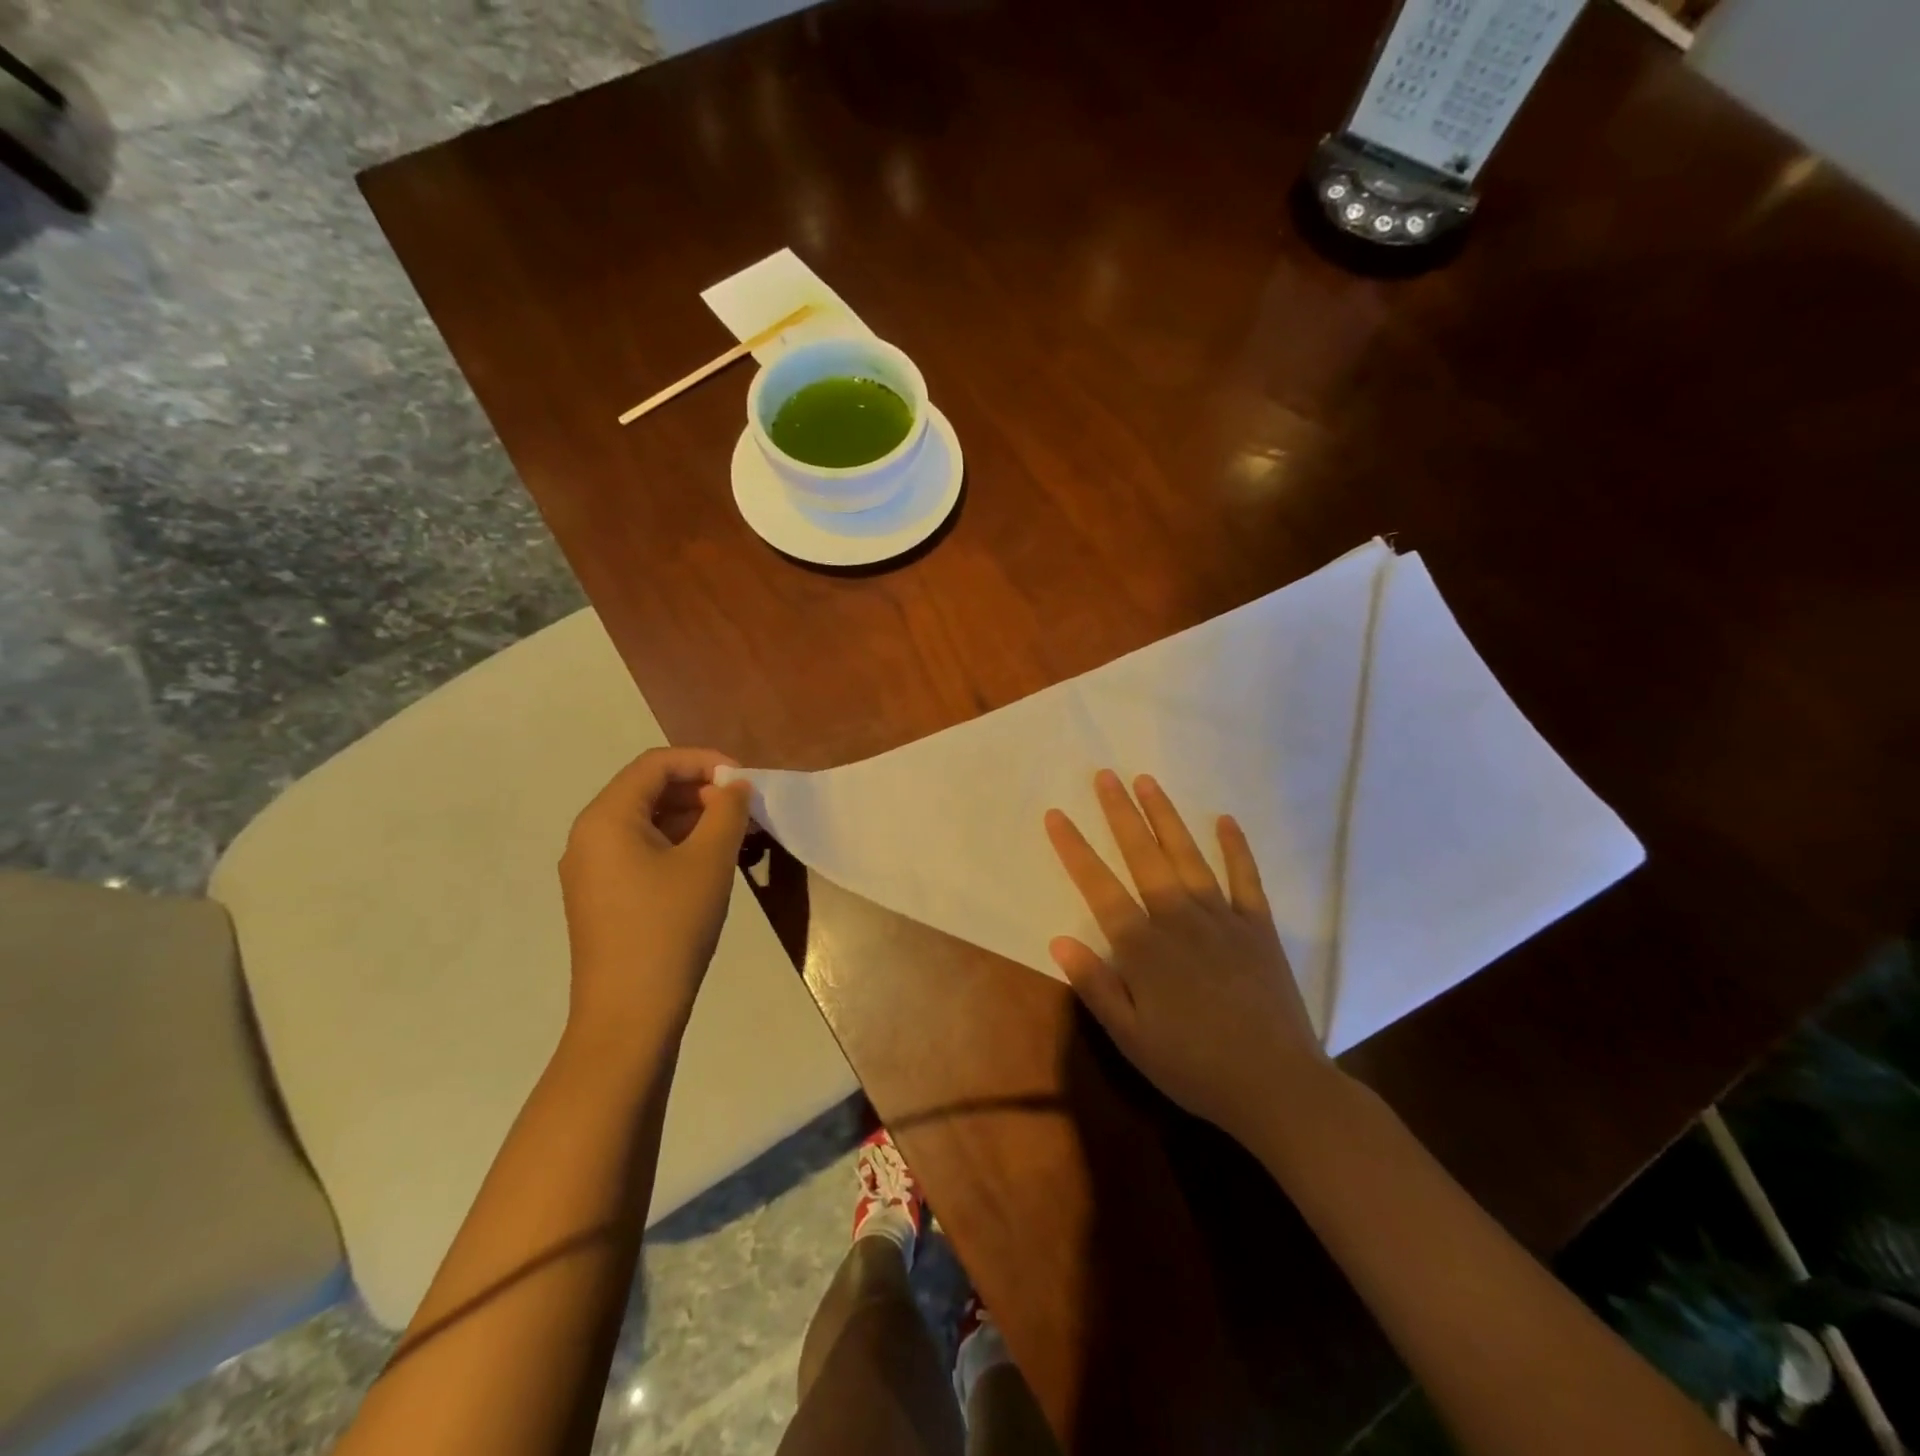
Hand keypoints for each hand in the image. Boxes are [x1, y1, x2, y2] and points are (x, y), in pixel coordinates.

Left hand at [559, 747, 753, 1046]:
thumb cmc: (669, 927)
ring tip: (735, 834)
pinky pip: (640, 851)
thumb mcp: (709, 862)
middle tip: (744, 809)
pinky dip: (677, 844)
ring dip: (692, 818)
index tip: (744, 779)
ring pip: (646, 822)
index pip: (655, 764)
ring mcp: (591, 869)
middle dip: (700, 790)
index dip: (704, 761)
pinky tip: (710, 862)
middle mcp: (589, 836)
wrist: (629, 1014)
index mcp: (606, 818)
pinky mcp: (601, 896)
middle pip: (647, 790)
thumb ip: (727, 811)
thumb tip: (736, 786)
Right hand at [1045, 770, 1329, 1144]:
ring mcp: (1222, 918)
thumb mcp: (1131, 1038)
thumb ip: (1095, 986)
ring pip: (1187, 855)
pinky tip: (1224, 820)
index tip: (1056, 815)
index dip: (1075, 849)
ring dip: (1165, 817)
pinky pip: (1245, 878)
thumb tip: (1058, 941)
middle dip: (1120, 814)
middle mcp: (1178, 919)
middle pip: (1142, 856)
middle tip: (1105, 776)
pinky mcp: (1258, 926)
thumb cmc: (1194, 1067)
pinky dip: (1236, 847)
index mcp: (1143, 947)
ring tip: (1147, 782)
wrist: (1277, 1086)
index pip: (1099, 887)